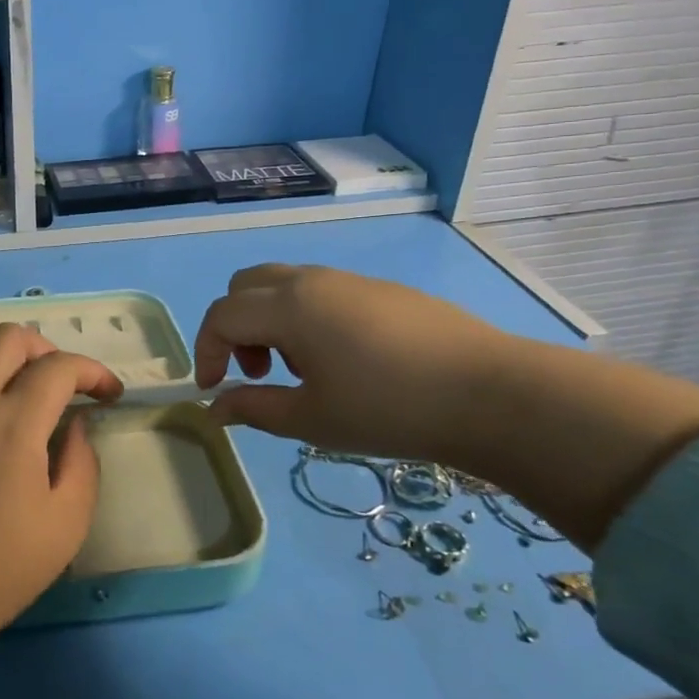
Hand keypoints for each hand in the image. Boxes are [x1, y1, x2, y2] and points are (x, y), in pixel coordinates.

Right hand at [195, 263, 698, 550]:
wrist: (492, 393)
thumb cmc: (389, 409)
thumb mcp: (312, 419)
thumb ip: (255, 409)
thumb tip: (216, 408)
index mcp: (287, 307)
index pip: (221, 315)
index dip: (206, 352)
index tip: (215, 390)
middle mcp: (311, 280)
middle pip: (246, 285)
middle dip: (234, 327)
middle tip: (256, 372)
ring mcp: (349, 279)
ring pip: (283, 284)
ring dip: (270, 321)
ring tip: (301, 370)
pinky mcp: (382, 289)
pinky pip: (320, 290)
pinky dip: (304, 317)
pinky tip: (342, 360)